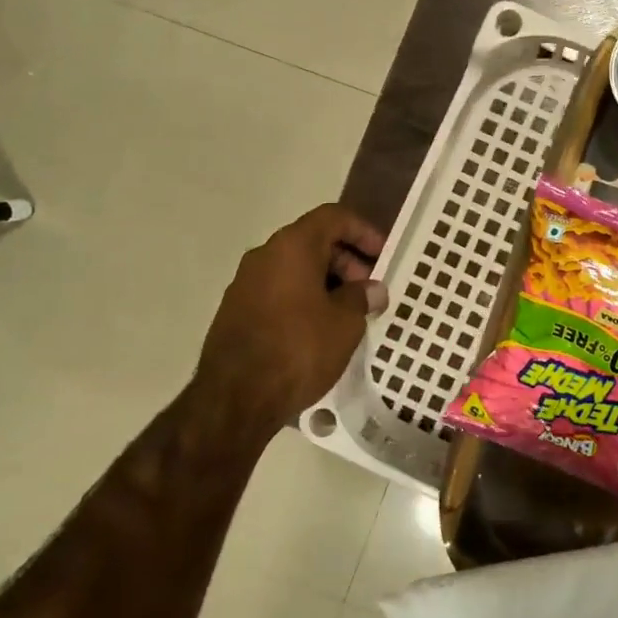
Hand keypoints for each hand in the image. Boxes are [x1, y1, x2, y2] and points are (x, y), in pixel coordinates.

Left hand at [186, 204, 386, 451]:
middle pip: (312, 241)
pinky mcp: (235, 312)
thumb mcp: (345, 323)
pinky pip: (278, 291)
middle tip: (368, 290)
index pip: (333, 217)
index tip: (383, 256)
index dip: (363, 231)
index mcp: (292, 247)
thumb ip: (361, 297)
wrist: (236, 399)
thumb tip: (371, 289)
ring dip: (325, 282)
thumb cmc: (299, 349)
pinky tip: (319, 329)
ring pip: (294, 268)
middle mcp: (264, 256)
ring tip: (348, 313)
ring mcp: (244, 284)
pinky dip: (303, 298)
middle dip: (346, 260)